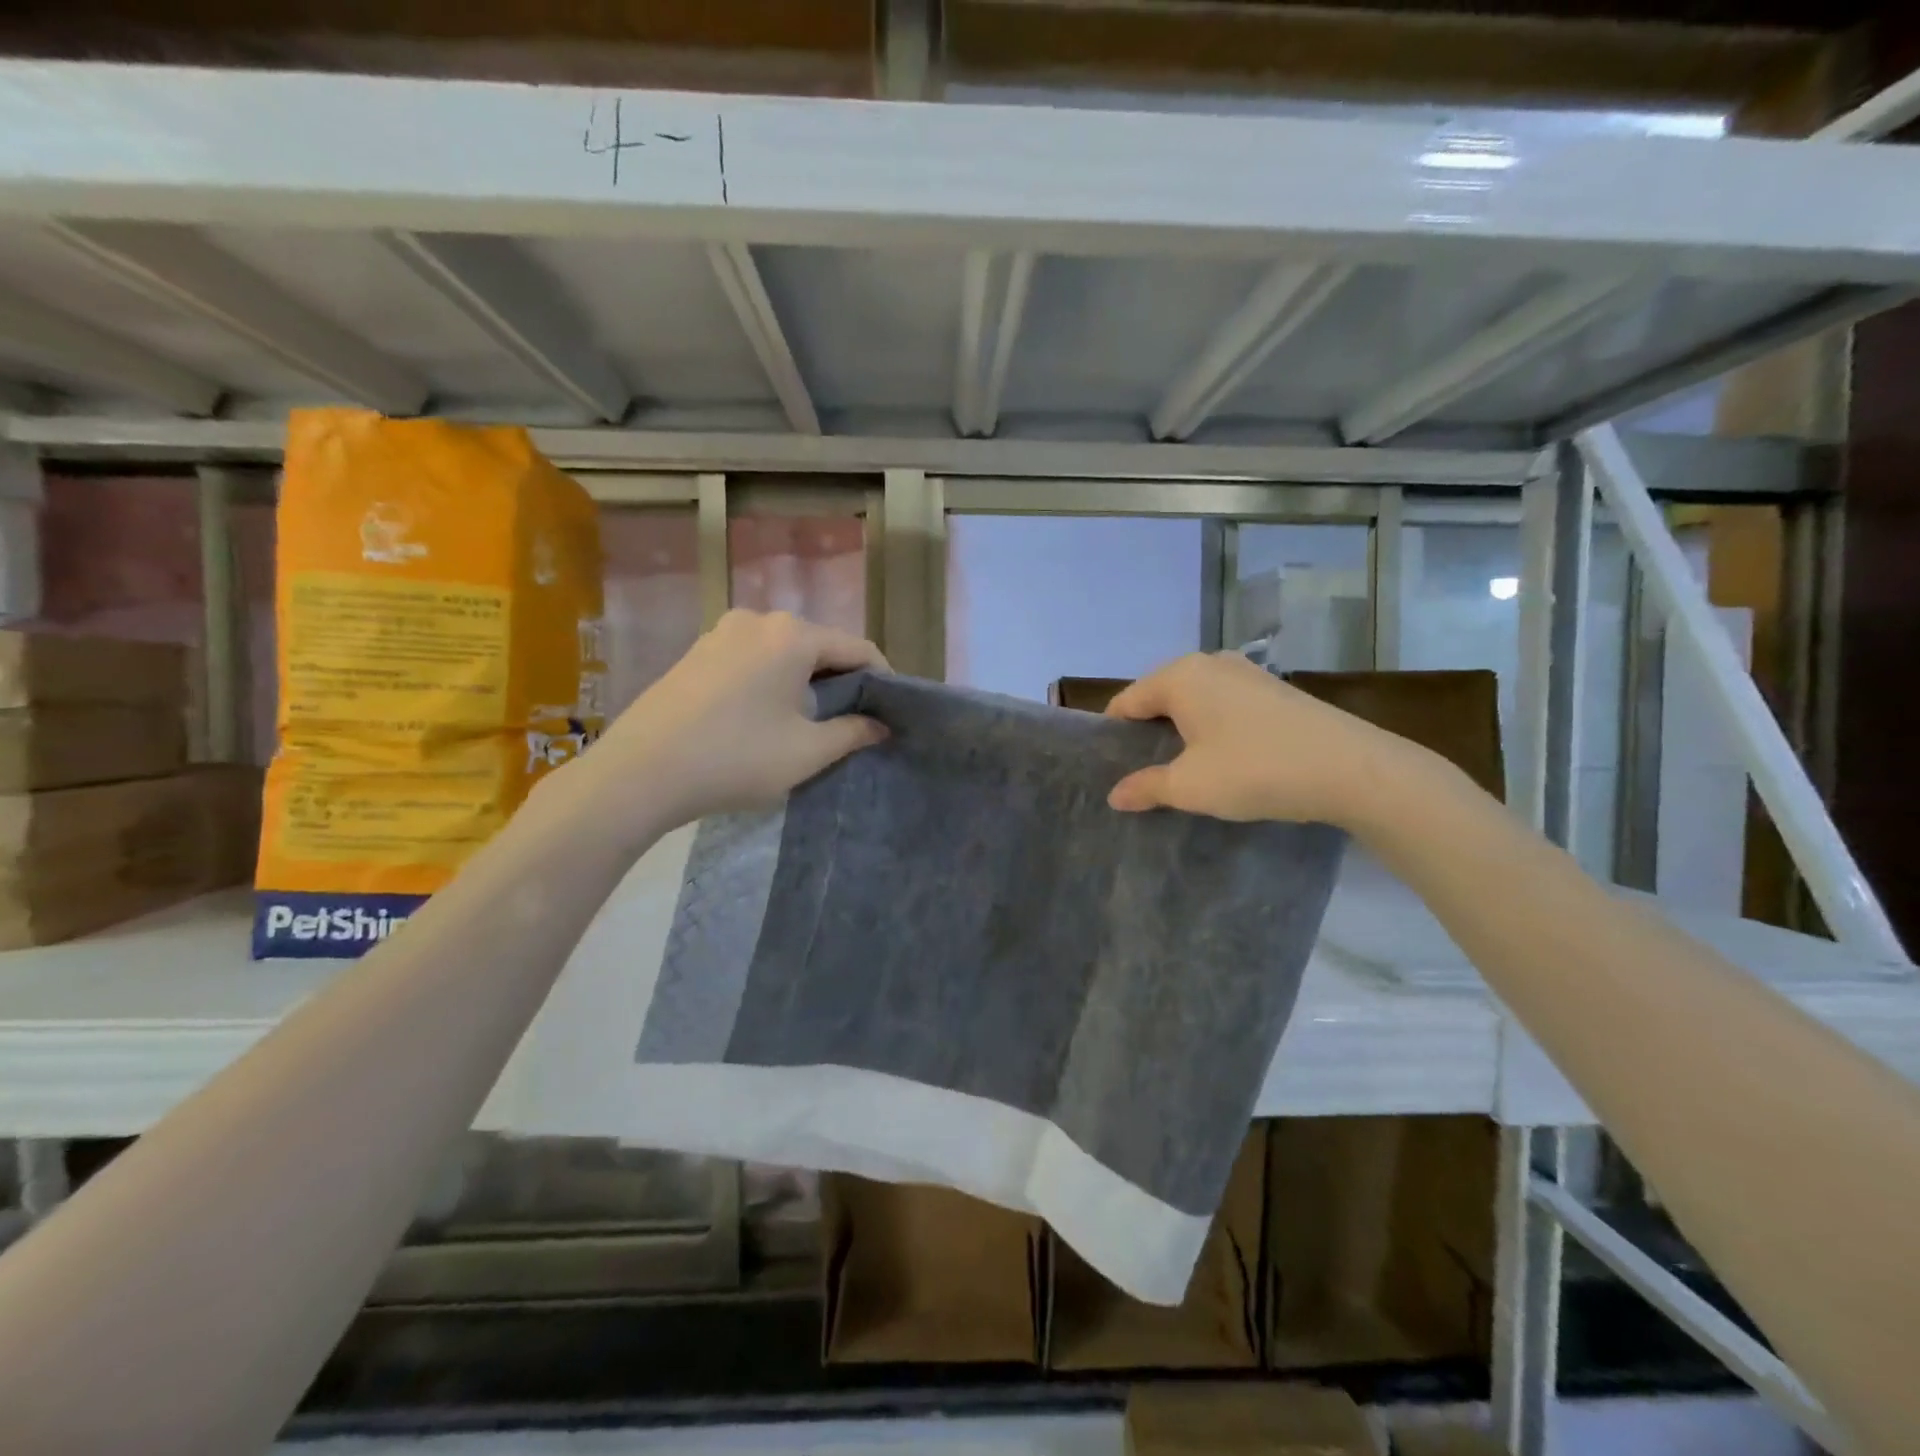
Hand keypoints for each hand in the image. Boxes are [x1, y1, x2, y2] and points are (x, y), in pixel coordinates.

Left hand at [577, 610, 888, 830]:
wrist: (640, 773)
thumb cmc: (736, 758)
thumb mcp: (806, 752)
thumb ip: (853, 733)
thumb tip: (880, 725)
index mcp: (792, 635)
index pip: (857, 648)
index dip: (881, 679)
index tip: (890, 711)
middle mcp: (758, 620)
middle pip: (819, 645)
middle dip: (841, 680)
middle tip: (852, 721)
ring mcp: (721, 632)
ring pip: (783, 651)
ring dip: (805, 680)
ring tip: (810, 720)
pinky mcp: (696, 652)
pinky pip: (751, 658)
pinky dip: (771, 679)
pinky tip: (765, 715)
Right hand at [1104, 653, 1416, 828]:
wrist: (1352, 769)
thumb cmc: (1254, 770)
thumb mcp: (1190, 786)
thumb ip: (1146, 787)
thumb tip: (1114, 795)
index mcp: (1180, 676)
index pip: (1127, 702)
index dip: (1113, 735)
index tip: (1111, 768)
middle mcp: (1210, 663)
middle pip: (1159, 696)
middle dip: (1147, 732)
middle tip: (1144, 773)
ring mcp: (1247, 672)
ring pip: (1194, 699)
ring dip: (1182, 730)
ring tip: (1182, 769)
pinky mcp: (1275, 689)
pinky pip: (1224, 703)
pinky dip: (1212, 726)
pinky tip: (1223, 757)